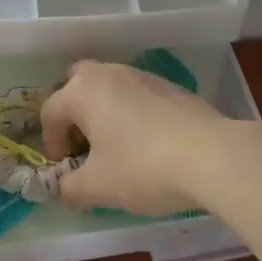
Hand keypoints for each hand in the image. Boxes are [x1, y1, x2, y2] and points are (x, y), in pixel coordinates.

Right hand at [40, 60, 229, 215]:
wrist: (211, 154)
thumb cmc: (142, 167)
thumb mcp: (98, 187)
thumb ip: (70, 188)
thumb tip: (64, 188)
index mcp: (82, 90)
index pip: (50, 112)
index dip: (51, 143)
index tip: (65, 170)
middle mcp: (108, 72)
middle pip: (77, 85)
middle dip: (74, 114)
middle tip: (84, 146)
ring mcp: (141, 74)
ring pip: (109, 88)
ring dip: (104, 112)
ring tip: (117, 149)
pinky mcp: (169, 85)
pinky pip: (137, 95)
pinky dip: (132, 113)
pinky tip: (149, 144)